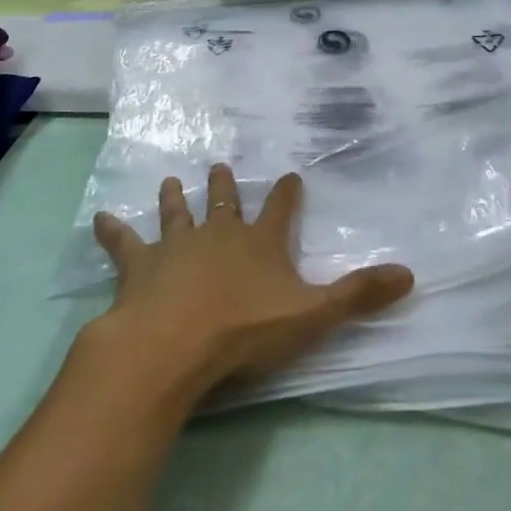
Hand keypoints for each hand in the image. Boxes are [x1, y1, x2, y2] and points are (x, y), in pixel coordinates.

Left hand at [88, 165, 413, 399]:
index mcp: (260, 243)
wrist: (173, 345)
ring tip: (172, 180)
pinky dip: (112, 231)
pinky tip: (99, 218)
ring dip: (176, 199)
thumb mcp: (312, 316)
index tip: (292, 176)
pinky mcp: (138, 267)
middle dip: (225, 185)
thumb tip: (411, 274)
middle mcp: (219, 234)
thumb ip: (359, 295)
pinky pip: (123, 244)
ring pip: (178, 215)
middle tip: (220, 165)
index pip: (280, 209)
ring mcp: (176, 247)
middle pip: (224, 203)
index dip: (288, 194)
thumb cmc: (245, 331)